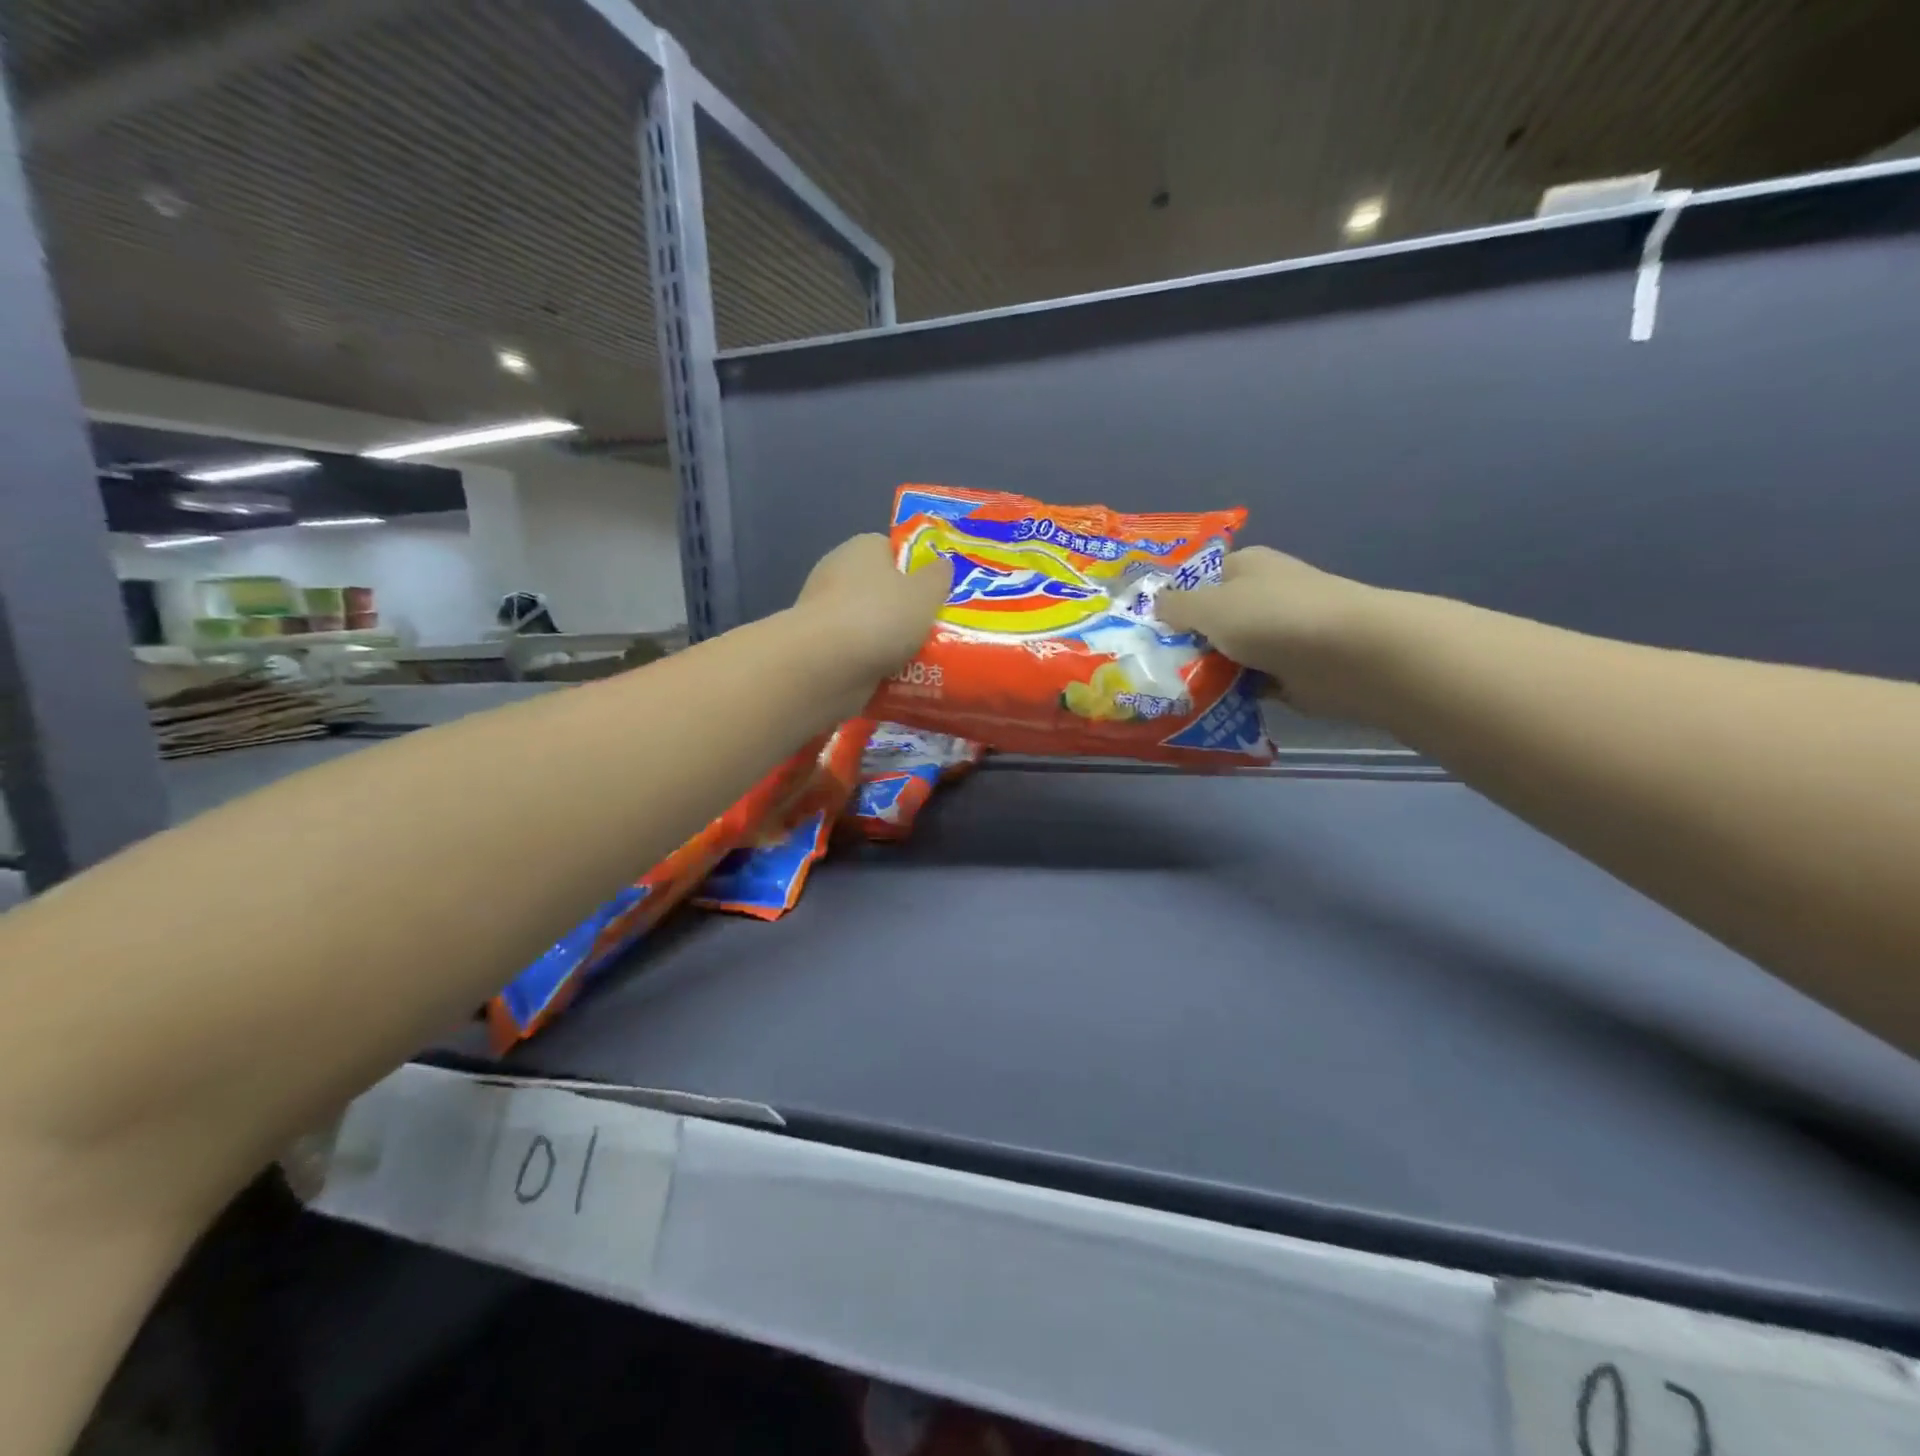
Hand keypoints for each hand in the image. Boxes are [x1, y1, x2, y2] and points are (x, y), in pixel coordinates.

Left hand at [797, 533, 952, 678]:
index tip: (935, 594)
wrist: (826, 665)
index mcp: (862, 547)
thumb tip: (942, 565)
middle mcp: (837, 573)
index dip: (914, 569)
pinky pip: (853, 653)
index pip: (890, 550)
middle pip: (879, 589)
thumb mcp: (926, 592)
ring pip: (867, 624)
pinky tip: (892, 679)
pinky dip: (870, 664)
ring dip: (887, 642)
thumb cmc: (881, 616)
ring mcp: (823, 612)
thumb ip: (939, 577)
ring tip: (921, 662)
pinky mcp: (816, 647)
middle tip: (933, 630)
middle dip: (903, 610)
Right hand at [1156, 547, 1393, 720]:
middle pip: (1212, 620)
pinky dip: (1231, 694)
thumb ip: (1176, 606)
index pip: (1198, 580)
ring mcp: (1280, 634)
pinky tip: (1203, 708)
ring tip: (1170, 693)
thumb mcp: (1210, 605)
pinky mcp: (1291, 671)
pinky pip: (1249, 683)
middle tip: (1150, 667)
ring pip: (1229, 654)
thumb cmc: (1273, 618)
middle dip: (1185, 643)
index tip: (1144, 630)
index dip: (1171, 602)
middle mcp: (1263, 595)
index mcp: (1245, 567)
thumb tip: (1156, 603)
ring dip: (1207, 673)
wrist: (1350, 656)